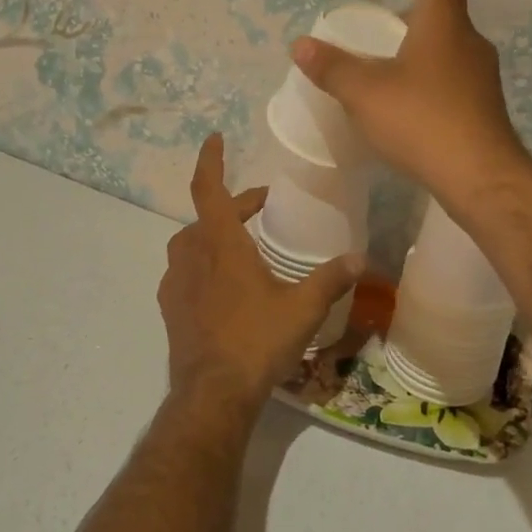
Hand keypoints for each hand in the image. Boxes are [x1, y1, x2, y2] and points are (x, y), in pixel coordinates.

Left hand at [158, 135, 362, 415]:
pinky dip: (203, 263)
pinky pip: (184, 271)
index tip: (215, 137)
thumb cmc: (256, 341)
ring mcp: (175, 284)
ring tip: (244, 243)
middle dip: (236, 205)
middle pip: (207, 216)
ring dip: (215, 233)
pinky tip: (224, 284)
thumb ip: (331, 278)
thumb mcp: (302, 307)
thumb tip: (360, 258)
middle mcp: (192, 257)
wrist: (212, 394)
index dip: (210, 160)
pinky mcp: (170, 309)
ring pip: (192, 243)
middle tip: (263, 205)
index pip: (208, 188)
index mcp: (220, 245)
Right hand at [289, 0, 530, 205]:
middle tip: (383, 36)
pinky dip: (433, 86)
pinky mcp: (487, 112)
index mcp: (445, 26)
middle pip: (447, 17)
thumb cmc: (420, 120)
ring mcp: (484, 80)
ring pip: (452, 53)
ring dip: (424, 56)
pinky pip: (457, 85)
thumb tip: (300, 45)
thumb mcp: (364, 93)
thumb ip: (332, 67)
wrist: (479, 176)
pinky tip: (411, 114)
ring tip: (391, 78)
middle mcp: (472, 45)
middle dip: (414, 21)